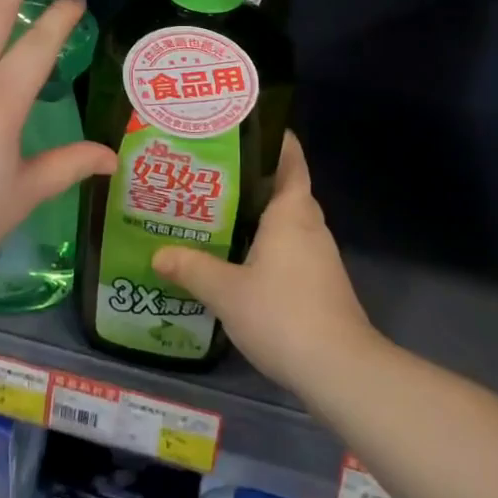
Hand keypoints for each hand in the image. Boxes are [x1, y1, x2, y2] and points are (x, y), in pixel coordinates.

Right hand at [152, 133, 377, 389]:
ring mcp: (319, 256)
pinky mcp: (320, 283)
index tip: (245, 128)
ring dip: (258, 214)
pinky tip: (238, 258)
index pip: (290, 159)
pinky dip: (266, 244)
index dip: (274, 140)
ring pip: (287, 221)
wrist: (340, 370)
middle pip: (285, 189)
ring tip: (216, 213)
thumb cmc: (283, 314)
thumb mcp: (226, 291)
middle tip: (212, 174)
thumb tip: (158, 253)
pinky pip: (290, 248)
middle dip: (253, 178)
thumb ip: (192, 268)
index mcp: (292, 212)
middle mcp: (309, 225)